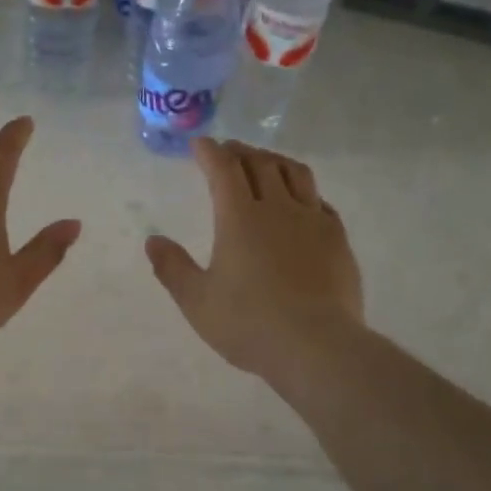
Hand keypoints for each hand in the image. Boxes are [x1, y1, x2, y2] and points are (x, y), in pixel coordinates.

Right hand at [146, 138, 363, 383]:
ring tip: (264, 163)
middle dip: (240, 151)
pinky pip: (319, 201)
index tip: (200, 143)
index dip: (210, 152)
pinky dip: (303, 191)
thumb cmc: (248, 324)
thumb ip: (172, 268)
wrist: (317, 346)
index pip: (224, 169)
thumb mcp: (197, 301)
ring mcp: (313, 221)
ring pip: (295, 173)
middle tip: (227, 150)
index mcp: (239, 218)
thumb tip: (153, 241)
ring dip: (274, 161)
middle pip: (260, 164)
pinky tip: (301, 202)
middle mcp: (277, 209)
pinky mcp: (337, 239)